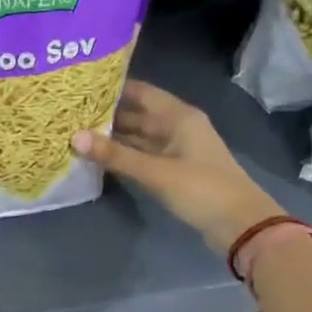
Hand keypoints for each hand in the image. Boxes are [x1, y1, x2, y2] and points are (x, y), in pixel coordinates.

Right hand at [73, 81, 282, 255]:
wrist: (241, 226)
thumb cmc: (202, 189)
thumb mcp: (156, 172)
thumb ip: (115, 155)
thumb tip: (74, 137)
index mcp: (178, 116)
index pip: (140, 91)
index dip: (113, 88)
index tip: (81, 86)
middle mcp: (177, 127)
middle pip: (137, 114)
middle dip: (107, 114)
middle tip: (70, 112)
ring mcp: (176, 150)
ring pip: (139, 137)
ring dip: (113, 137)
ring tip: (76, 132)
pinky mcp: (174, 171)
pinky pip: (143, 156)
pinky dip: (124, 156)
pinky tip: (99, 157)